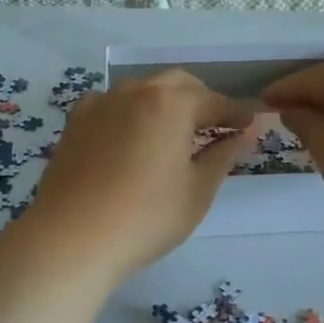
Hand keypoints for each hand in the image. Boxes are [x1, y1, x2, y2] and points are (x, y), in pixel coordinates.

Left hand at [22, 70, 254, 282]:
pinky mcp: (75, 122)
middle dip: (200, 100)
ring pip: (142, 89)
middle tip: (215, 127)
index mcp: (171, 103)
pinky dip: (130, 112)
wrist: (72, 238)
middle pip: (177, 84)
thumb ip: (223, 155)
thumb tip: (245, 133)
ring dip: (164, 102)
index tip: (250, 125)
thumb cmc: (147, 217)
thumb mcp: (197, 190)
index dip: (235, 113)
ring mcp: (101, 104)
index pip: (214, 101)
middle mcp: (135, 91)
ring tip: (174, 132)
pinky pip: (111, 104)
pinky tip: (131, 136)